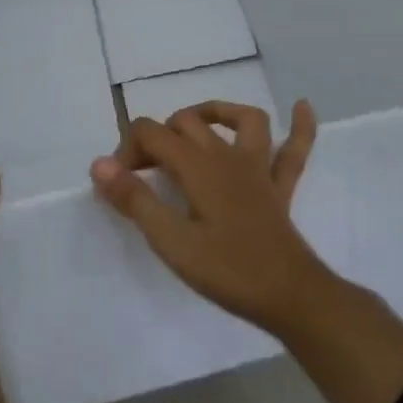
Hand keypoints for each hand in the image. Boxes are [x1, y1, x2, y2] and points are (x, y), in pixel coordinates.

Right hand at [90, 100, 326, 333]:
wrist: (291, 296)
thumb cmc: (227, 270)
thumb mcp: (171, 241)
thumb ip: (134, 199)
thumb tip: (100, 164)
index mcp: (198, 166)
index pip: (151, 134)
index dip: (127, 150)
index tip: (117, 184)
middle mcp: (228, 156)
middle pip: (187, 122)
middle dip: (158, 137)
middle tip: (143, 172)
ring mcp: (259, 169)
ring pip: (243, 120)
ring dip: (217, 113)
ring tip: (196, 125)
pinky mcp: (280, 189)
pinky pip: (295, 150)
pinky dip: (300, 126)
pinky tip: (302, 106)